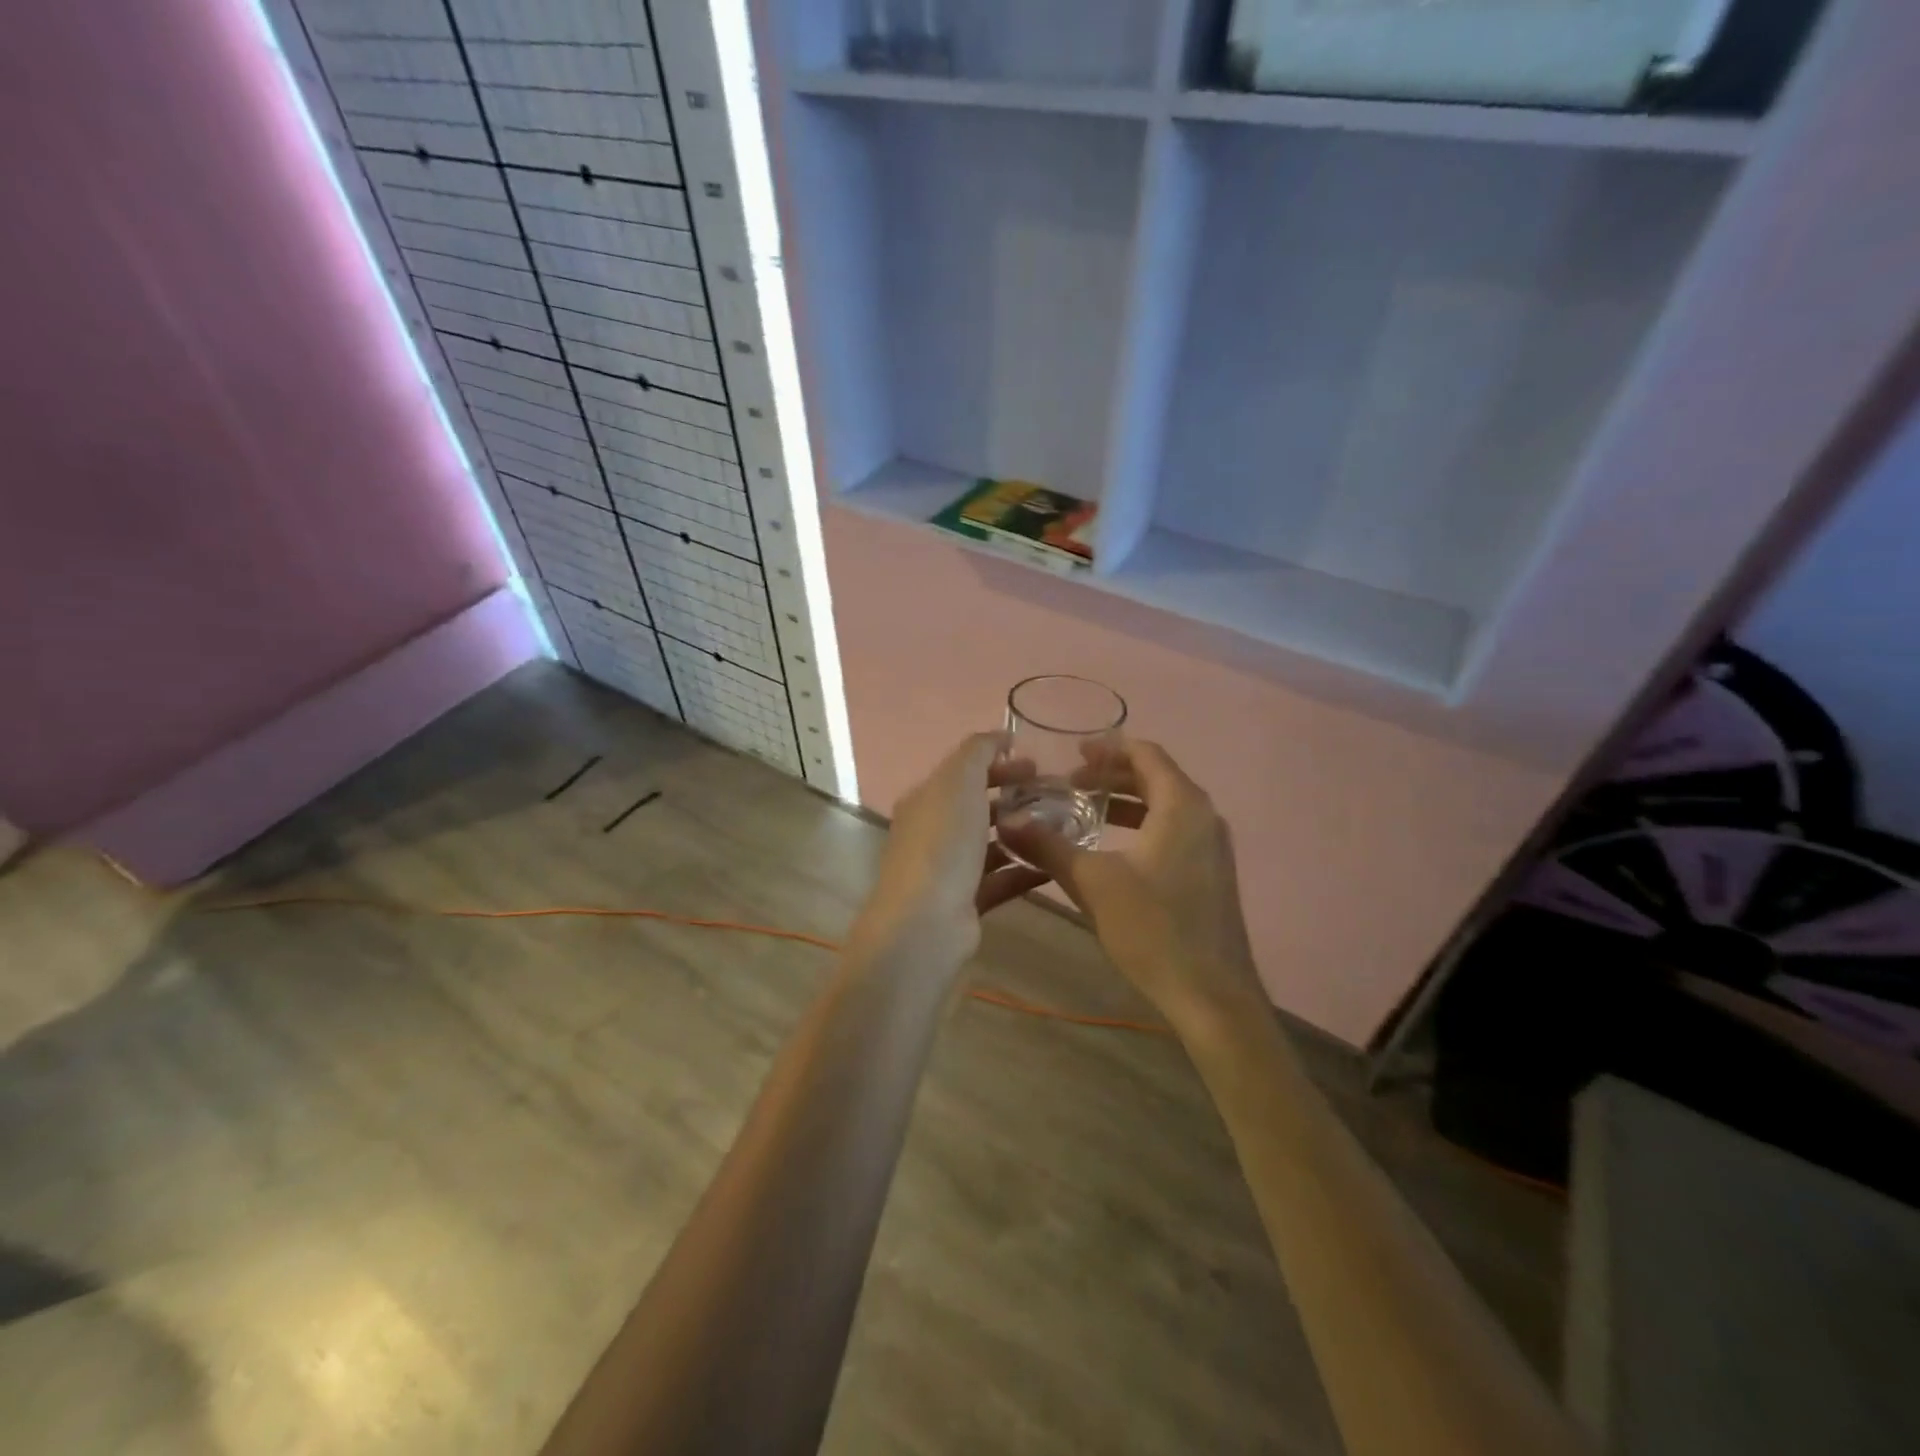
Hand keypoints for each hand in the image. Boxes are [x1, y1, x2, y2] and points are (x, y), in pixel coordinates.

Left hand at [848, 733, 1048, 969]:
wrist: (925, 923)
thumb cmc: (942, 843)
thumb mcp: (958, 781)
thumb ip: (977, 751)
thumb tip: (999, 735)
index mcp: (926, 800)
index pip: (963, 772)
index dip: (998, 762)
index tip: (1036, 764)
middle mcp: (933, 832)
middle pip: (977, 806)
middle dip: (1014, 797)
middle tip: (1055, 795)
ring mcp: (948, 870)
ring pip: (991, 844)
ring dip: (1023, 833)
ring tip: (1062, 827)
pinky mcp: (966, 903)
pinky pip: (1001, 879)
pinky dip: (1026, 870)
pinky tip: (1056, 864)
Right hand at [998, 738, 1263, 1033]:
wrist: (1212, 995)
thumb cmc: (1154, 928)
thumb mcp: (1093, 883)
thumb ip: (1049, 846)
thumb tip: (1007, 822)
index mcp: (1182, 805)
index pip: (1146, 754)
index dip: (1109, 748)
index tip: (1074, 752)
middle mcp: (1204, 817)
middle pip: (1156, 777)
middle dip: (1112, 776)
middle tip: (1070, 783)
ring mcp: (1212, 847)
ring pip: (1165, 806)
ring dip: (1125, 803)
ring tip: (1084, 811)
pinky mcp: (1211, 874)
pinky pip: (1174, 831)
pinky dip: (1142, 826)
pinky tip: (1113, 850)